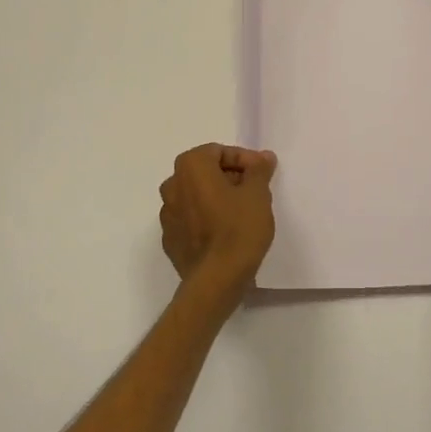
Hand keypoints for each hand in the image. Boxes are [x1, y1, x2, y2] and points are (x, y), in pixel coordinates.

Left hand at [159, 144, 277, 302]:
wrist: (216, 280)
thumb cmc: (238, 229)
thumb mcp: (258, 194)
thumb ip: (259, 169)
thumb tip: (262, 157)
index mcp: (190, 167)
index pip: (218, 151)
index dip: (243, 159)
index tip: (262, 173)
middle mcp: (172, 186)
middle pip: (204, 172)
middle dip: (230, 177)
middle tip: (254, 191)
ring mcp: (167, 215)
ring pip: (195, 196)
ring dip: (217, 198)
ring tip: (242, 212)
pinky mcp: (170, 240)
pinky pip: (190, 219)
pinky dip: (206, 218)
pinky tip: (225, 232)